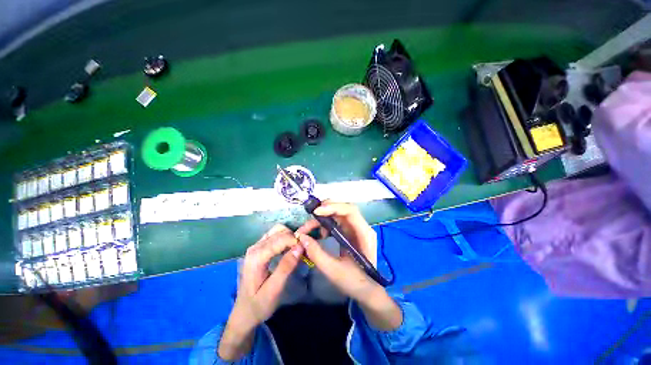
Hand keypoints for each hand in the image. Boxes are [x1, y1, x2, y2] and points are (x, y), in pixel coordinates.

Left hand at [219, 224, 302, 359]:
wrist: (243, 314)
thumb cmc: (259, 305)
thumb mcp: (274, 290)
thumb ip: (286, 267)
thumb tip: (299, 247)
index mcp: (257, 257)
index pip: (280, 239)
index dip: (295, 241)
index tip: (305, 249)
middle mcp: (255, 247)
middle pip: (279, 231)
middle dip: (293, 236)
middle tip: (303, 249)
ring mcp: (256, 246)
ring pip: (277, 230)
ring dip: (290, 235)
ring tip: (298, 248)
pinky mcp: (258, 248)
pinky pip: (274, 235)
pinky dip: (285, 237)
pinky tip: (290, 248)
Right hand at [296, 202, 401, 330]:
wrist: (367, 292)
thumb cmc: (355, 283)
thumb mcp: (334, 270)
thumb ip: (316, 253)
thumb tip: (301, 238)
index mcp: (364, 234)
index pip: (350, 211)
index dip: (333, 208)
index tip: (316, 212)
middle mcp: (362, 227)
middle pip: (344, 208)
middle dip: (326, 209)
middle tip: (311, 215)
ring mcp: (357, 229)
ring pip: (339, 214)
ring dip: (324, 217)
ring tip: (312, 228)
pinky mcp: (351, 232)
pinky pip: (338, 221)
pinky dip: (327, 224)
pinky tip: (321, 234)